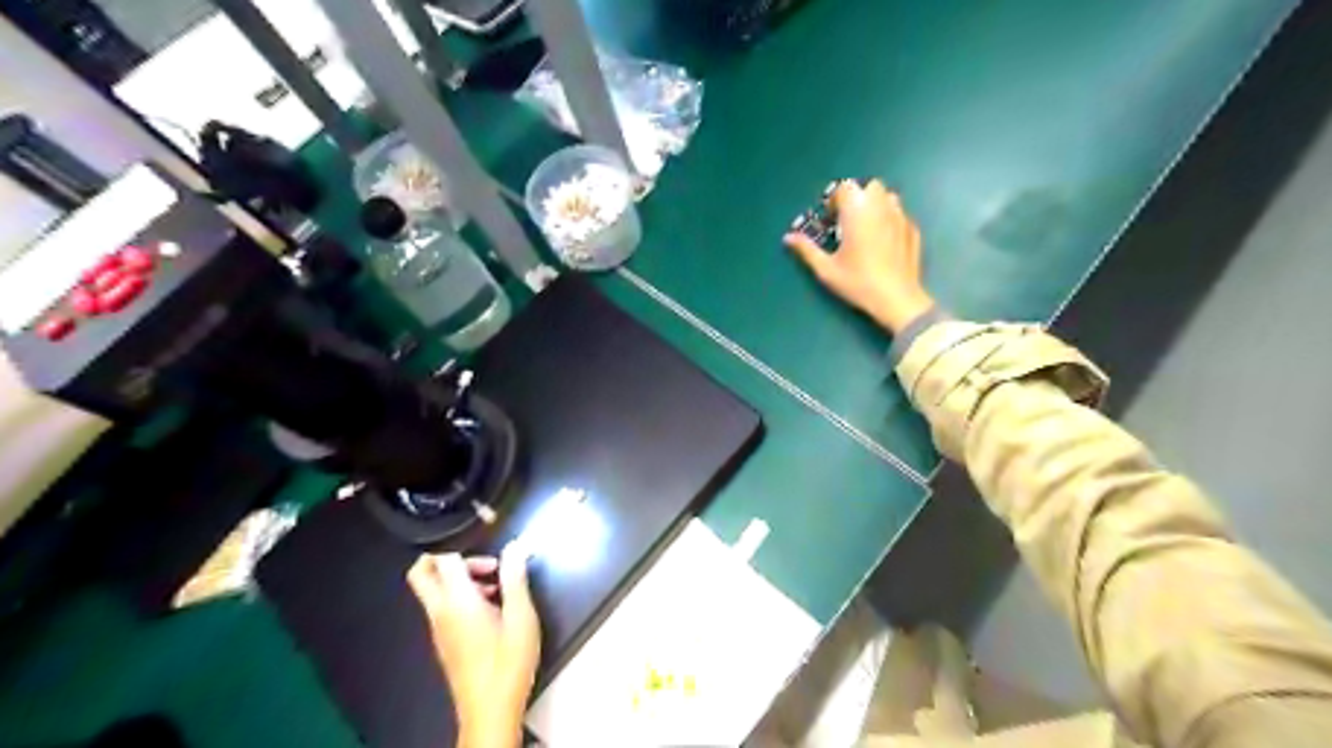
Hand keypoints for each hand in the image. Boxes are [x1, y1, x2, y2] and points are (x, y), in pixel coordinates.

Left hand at [415, 543, 543, 746]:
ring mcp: (438, 629)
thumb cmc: (509, 661)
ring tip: (497, 589)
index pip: (442, 560)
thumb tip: (515, 546)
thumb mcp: (522, 615)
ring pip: (434, 590)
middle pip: (421, 573)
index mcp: (457, 602)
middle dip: (447, 560)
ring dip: (460, 580)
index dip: (465, 549)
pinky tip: (493, 612)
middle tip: (483, 566)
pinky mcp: (444, 642)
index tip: (494, 559)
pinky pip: (443, 608)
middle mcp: (440, 612)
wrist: (491, 710)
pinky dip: (461, 598)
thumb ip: (515, 578)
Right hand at [782, 178, 935, 331]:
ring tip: (866, 228)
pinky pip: (899, 214)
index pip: (845, 188)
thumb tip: (788, 237)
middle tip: (848, 221)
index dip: (834, 200)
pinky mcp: (913, 230)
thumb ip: (806, 249)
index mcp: (857, 212)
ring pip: (887, 197)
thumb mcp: (826, 269)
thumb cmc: (858, 282)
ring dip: (875, 205)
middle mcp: (880, 207)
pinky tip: (884, 242)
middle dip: (857, 198)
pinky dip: (889, 220)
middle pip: (869, 186)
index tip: (830, 219)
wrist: (897, 299)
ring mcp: (900, 217)